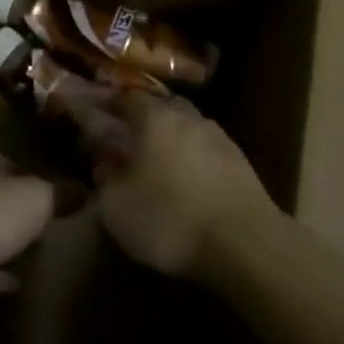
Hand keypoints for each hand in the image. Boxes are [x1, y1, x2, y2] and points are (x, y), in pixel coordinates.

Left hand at [0, 151, 55, 320]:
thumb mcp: (38, 197)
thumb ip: (60, 193)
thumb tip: (84, 190)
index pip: (6, 159)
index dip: (31, 173)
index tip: (54, 189)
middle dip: (16, 207)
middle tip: (49, 220)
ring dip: (3, 239)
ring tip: (37, 250)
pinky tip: (19, 282)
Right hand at [92, 95, 278, 277]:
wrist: (244, 244)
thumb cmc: (169, 219)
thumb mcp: (116, 207)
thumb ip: (105, 180)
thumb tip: (105, 165)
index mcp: (155, 119)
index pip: (128, 98)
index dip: (112, 104)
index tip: (99, 114)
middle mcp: (189, 119)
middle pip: (164, 107)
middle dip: (146, 119)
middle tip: (130, 138)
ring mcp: (220, 139)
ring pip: (189, 128)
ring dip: (174, 140)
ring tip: (160, 163)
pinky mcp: (242, 164)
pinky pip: (208, 151)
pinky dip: (195, 160)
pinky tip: (188, 182)